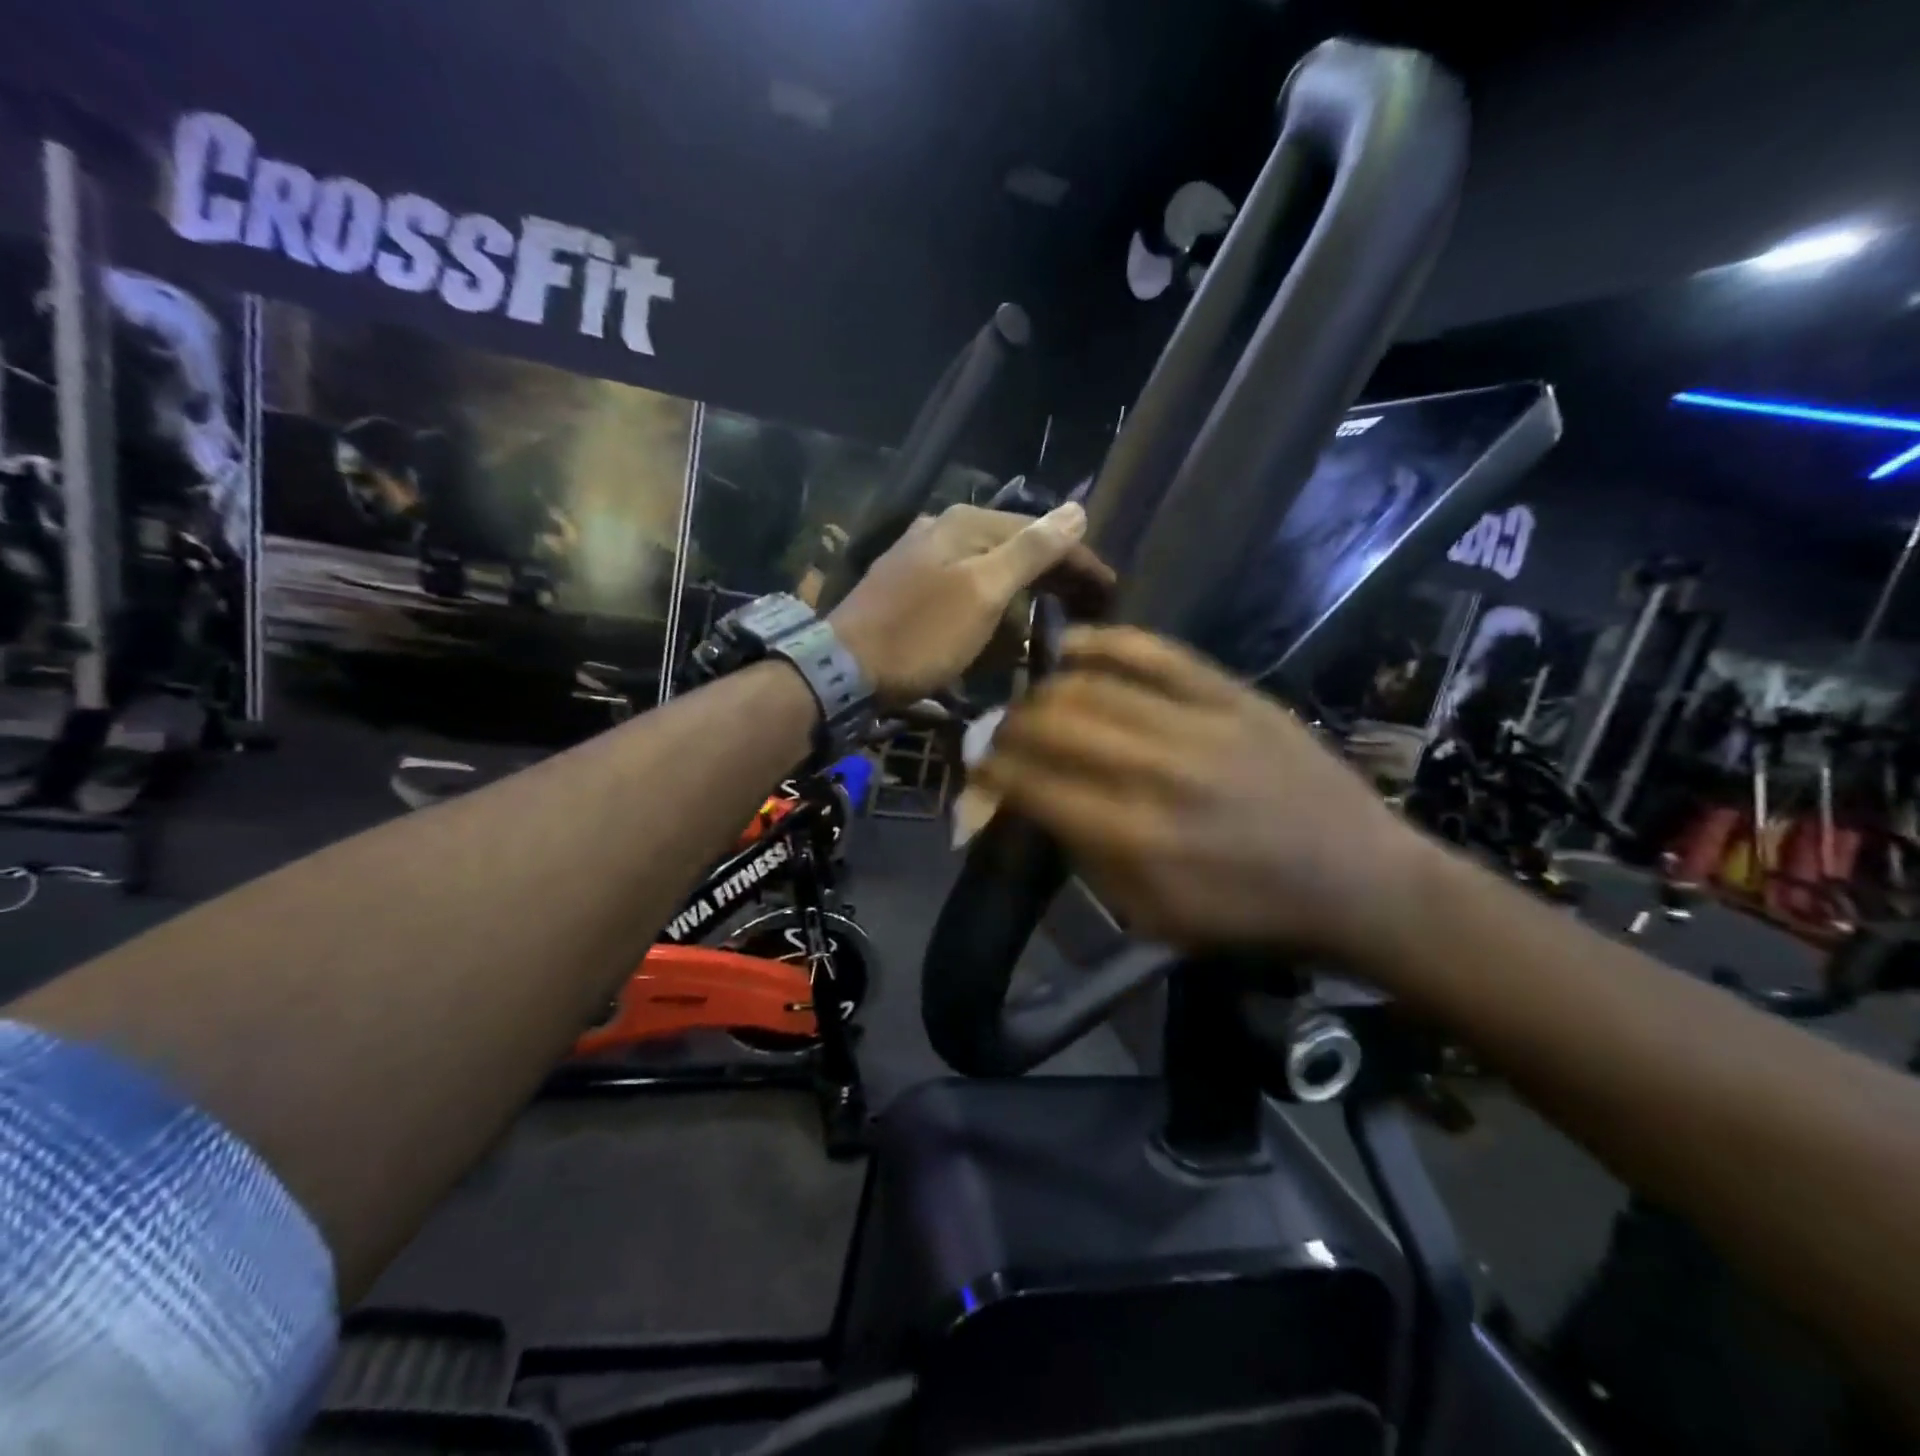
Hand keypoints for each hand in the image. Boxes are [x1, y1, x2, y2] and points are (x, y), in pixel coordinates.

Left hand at [828, 503, 1112, 704]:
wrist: (844, 670)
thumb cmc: (920, 633)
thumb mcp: (983, 591)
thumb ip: (1031, 550)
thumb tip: (1077, 510)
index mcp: (964, 523)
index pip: (1038, 532)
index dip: (1078, 560)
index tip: (1111, 591)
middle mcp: (943, 530)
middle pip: (1014, 548)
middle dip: (1053, 578)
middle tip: (1090, 610)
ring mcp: (922, 560)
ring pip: (990, 571)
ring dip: (1024, 595)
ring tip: (1054, 623)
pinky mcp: (909, 592)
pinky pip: (966, 593)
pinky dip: (991, 610)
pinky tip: (1001, 631)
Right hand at [974, 626, 1434, 962]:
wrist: (1359, 881)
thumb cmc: (1248, 915)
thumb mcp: (1153, 918)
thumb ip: (1085, 860)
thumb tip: (1032, 806)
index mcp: (1134, 839)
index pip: (1033, 784)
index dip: (991, 771)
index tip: (977, 768)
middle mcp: (1156, 772)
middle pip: (1053, 724)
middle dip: (1009, 726)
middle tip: (1001, 733)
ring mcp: (1197, 724)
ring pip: (1093, 683)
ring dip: (1045, 688)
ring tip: (1032, 697)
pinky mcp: (1232, 694)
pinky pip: (1154, 652)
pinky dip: (1104, 643)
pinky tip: (1074, 646)